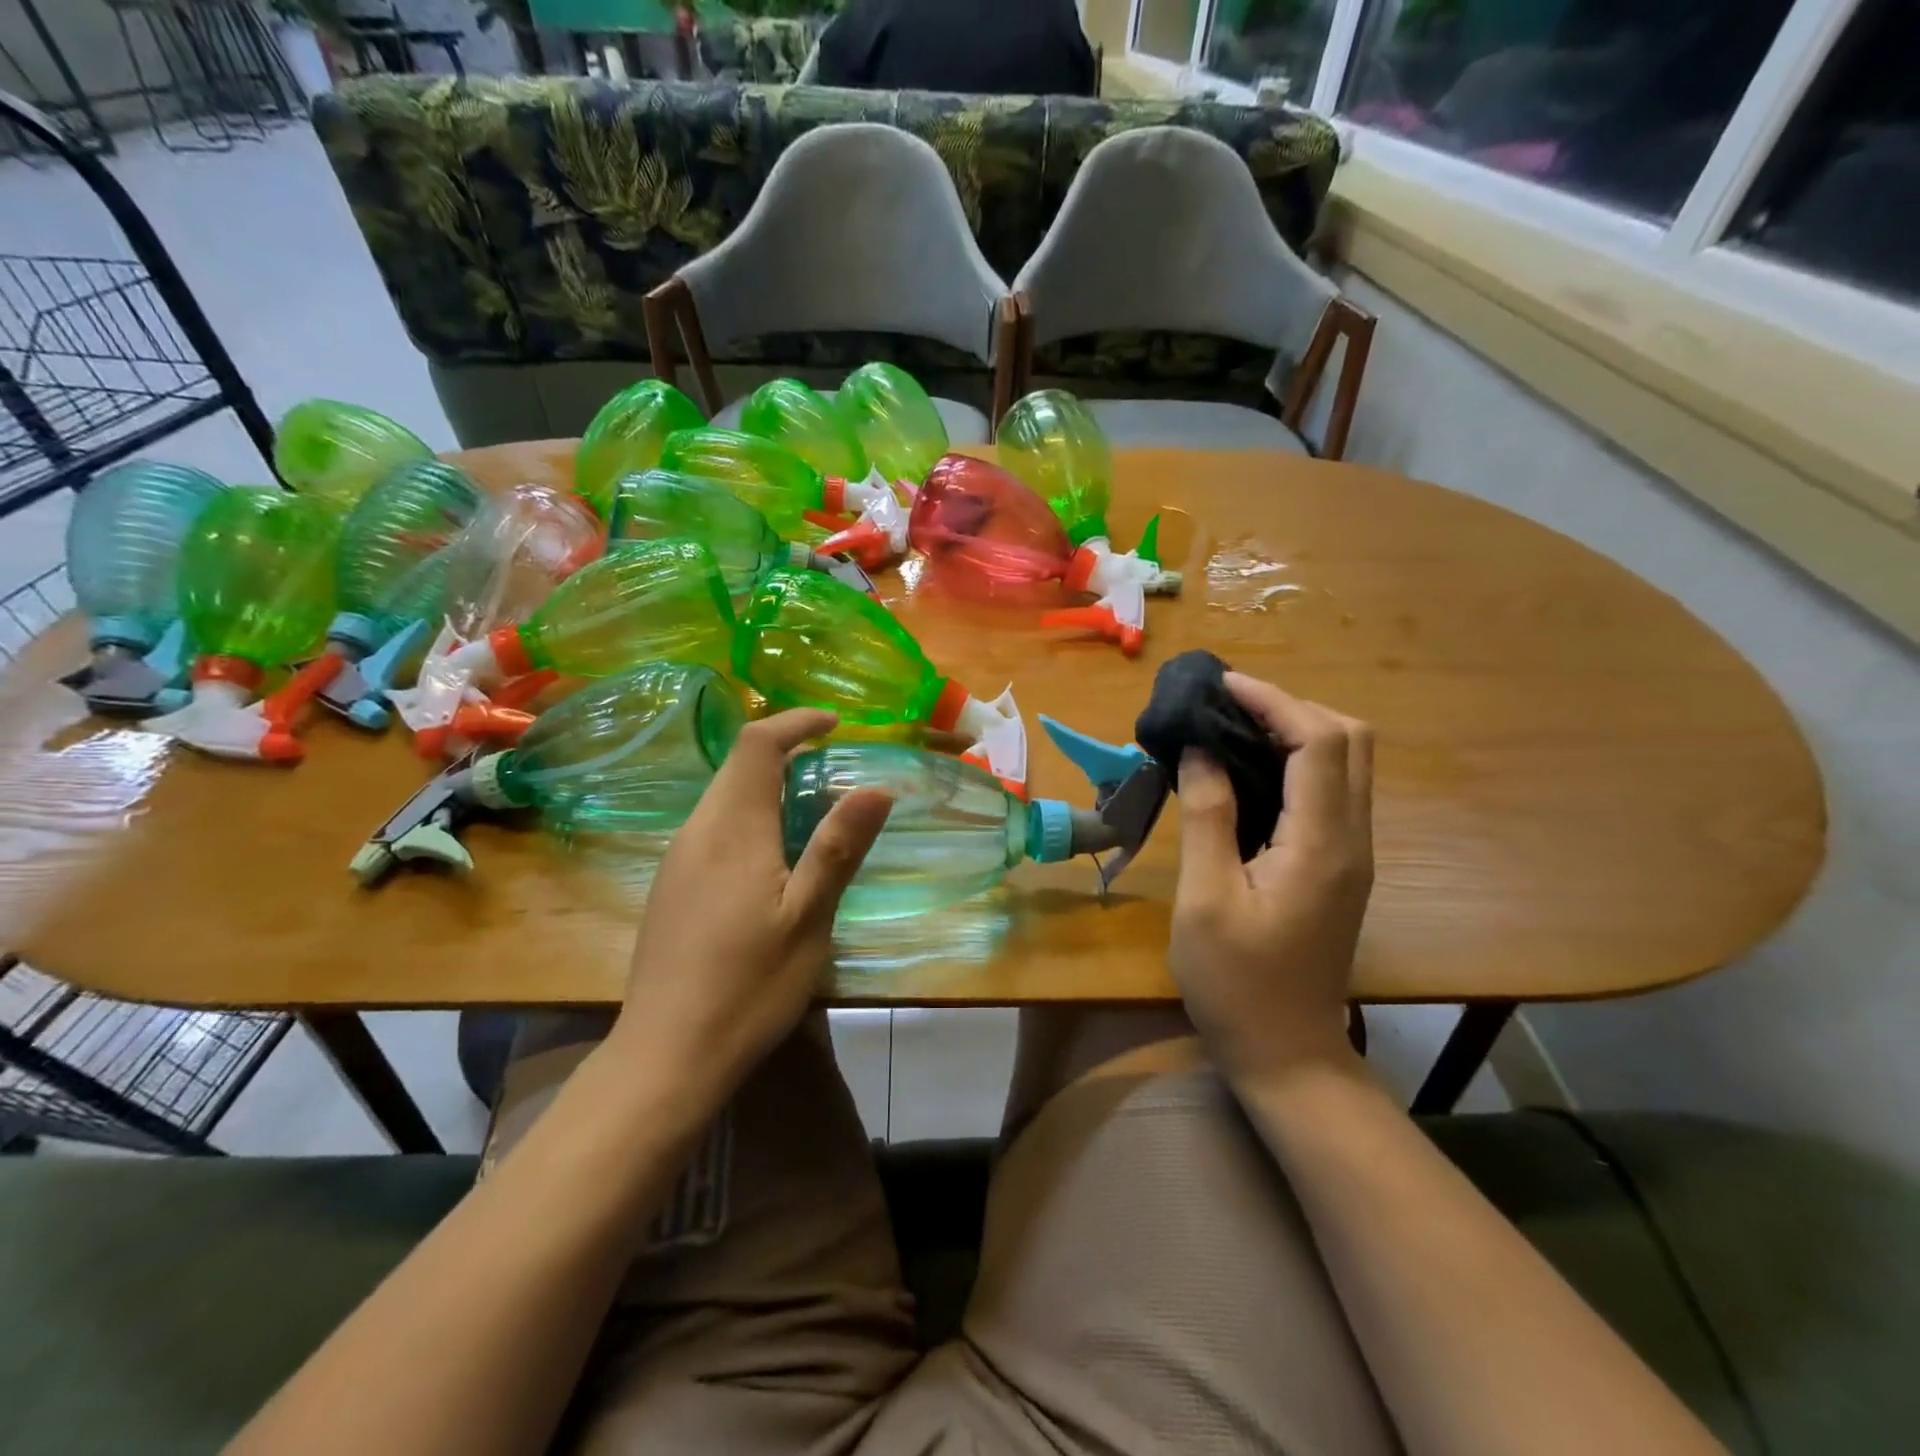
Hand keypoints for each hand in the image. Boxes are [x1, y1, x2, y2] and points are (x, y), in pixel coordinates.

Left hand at [611, 709, 891, 1106]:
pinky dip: (750, 819)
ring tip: (813, 814)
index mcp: (732, 829)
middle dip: (786, 753)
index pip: (757, 744)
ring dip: (768, 788)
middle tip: (835, 770)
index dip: (795, 722)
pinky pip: (713, 829)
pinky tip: (772, 862)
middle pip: (738, 767)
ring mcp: (677, 860)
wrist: (666, 1056)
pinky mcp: (671, 887)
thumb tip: (876, 786)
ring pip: (724, 798)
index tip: (834, 724)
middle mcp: (697, 831)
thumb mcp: (809, 918)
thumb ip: (838, 848)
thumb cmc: (749, 986)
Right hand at [1170, 672, 1373, 1084]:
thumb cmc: (1235, 983)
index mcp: (1321, 844)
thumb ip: (1207, 816)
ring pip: (1347, 763)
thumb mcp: (1206, 899)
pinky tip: (1250, 770)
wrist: (1287, 1054)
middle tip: (1227, 706)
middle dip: (1291, 707)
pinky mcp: (1340, 866)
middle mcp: (1352, 839)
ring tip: (1233, 727)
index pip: (1317, 743)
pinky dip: (1297, 761)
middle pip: (1350, 741)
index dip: (1272, 701)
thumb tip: (1199, 751)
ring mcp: (1352, 854)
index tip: (1220, 685)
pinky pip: (1332, 790)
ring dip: (1297, 730)